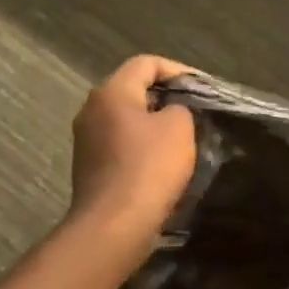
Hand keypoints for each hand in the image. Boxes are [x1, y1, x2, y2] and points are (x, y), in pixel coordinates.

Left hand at [68, 55, 198, 239]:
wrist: (114, 226)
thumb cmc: (148, 168)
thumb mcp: (179, 127)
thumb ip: (180, 108)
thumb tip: (171, 112)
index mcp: (111, 92)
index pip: (146, 63)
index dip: (178, 70)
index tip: (202, 88)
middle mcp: (91, 109)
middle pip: (133, 90)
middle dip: (166, 97)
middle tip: (195, 110)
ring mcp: (86, 140)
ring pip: (126, 119)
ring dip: (154, 124)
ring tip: (183, 137)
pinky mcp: (89, 167)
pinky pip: (120, 144)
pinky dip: (142, 146)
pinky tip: (162, 163)